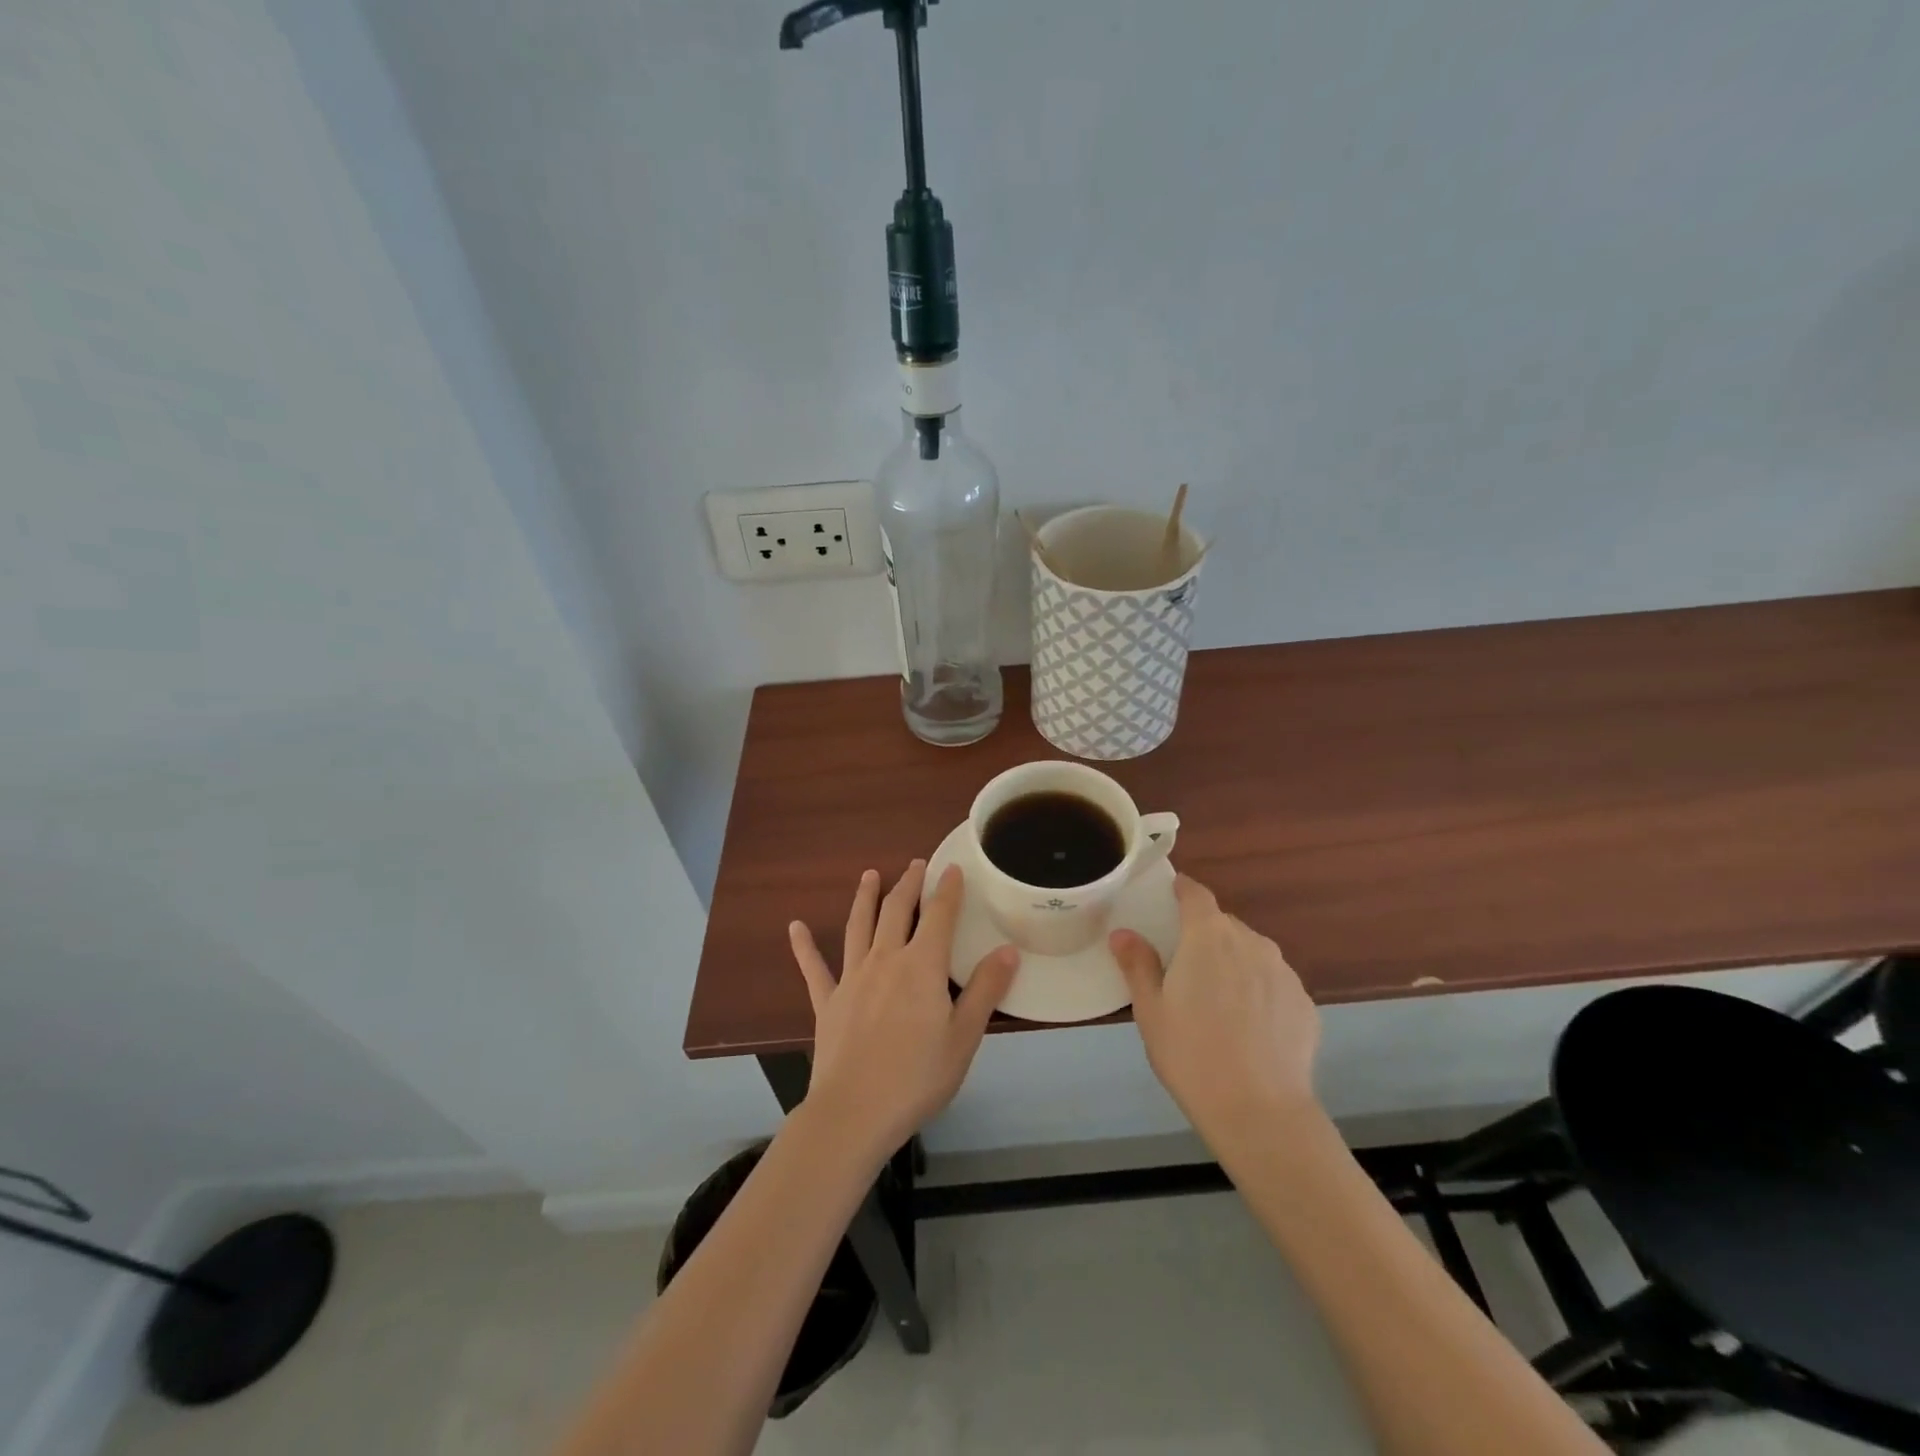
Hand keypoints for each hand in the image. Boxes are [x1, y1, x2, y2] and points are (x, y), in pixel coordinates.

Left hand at [789, 861, 1019, 1156]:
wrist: (854, 1112)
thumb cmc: (917, 1077)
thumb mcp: (964, 1037)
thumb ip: (985, 990)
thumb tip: (1007, 949)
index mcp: (922, 967)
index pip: (939, 916)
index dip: (947, 889)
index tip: (952, 868)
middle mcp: (885, 960)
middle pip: (897, 911)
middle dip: (908, 884)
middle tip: (915, 864)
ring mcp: (851, 978)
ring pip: (858, 926)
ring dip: (865, 898)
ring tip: (869, 875)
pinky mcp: (827, 1002)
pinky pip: (814, 968)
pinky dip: (804, 946)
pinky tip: (794, 927)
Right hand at [1110, 874, 1320, 1132]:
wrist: (1260, 1112)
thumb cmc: (1192, 1054)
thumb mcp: (1150, 1010)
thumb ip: (1137, 965)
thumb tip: (1123, 934)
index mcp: (1208, 936)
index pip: (1196, 894)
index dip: (1181, 890)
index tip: (1169, 896)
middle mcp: (1251, 942)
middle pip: (1223, 925)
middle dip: (1204, 937)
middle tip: (1185, 969)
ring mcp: (1283, 972)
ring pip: (1251, 953)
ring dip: (1233, 964)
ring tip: (1218, 1004)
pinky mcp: (1305, 1003)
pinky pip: (1274, 984)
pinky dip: (1259, 993)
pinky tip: (1248, 1029)